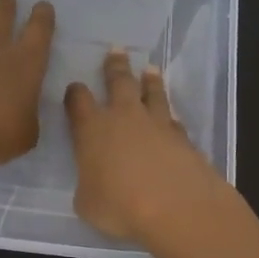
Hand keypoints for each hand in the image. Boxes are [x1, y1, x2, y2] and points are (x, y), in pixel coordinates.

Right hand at [63, 48, 225, 241]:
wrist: (176, 206)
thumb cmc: (120, 205)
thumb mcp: (87, 203)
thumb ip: (88, 185)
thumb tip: (94, 182)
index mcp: (92, 129)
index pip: (78, 101)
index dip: (75, 93)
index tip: (75, 88)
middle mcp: (124, 117)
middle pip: (119, 82)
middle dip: (116, 66)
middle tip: (117, 51)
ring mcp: (158, 124)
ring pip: (153, 93)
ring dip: (150, 81)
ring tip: (151, 69)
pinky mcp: (184, 138)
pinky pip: (175, 121)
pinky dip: (171, 118)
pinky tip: (173, 118)